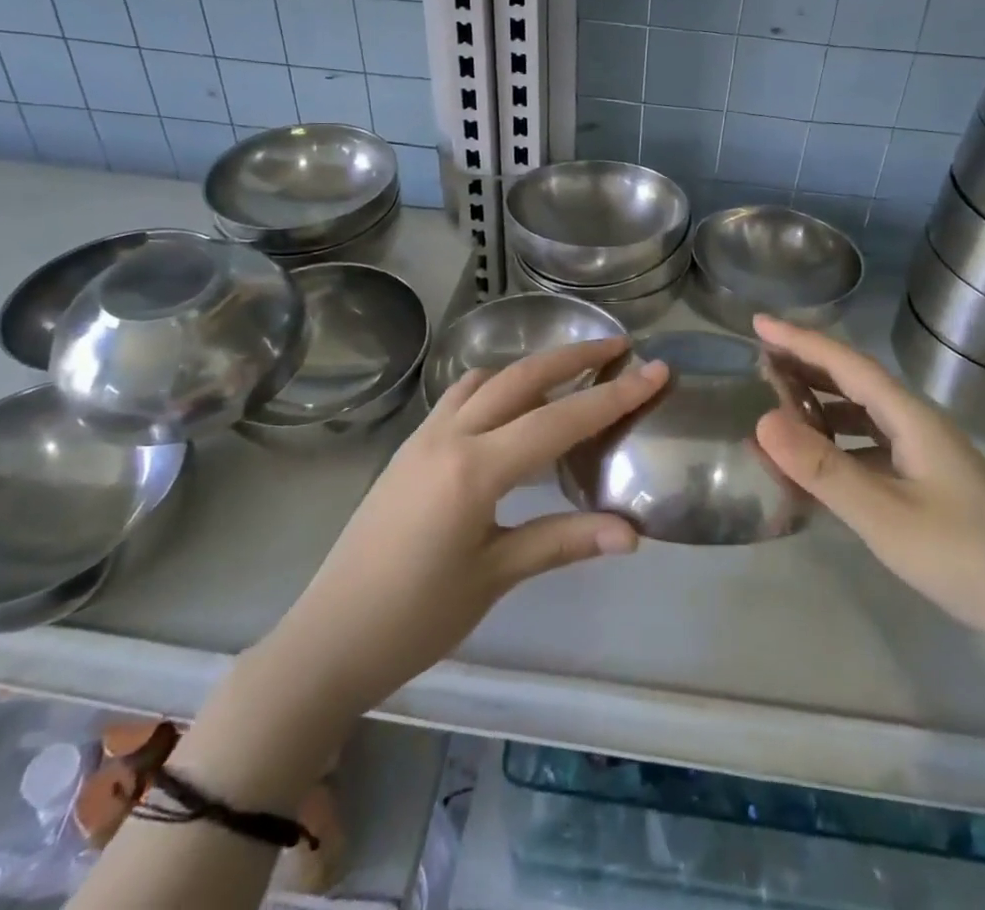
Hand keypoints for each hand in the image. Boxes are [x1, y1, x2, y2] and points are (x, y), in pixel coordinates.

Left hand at [274, 338, 668, 715]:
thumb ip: (563, 541)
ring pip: (488, 379)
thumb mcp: (495, 577)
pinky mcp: (409, 447)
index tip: (656, 370)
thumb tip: (632, 533)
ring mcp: (424, 436)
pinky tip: (512, 408)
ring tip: (571, 373)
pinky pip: (460, 396)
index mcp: (475, 469)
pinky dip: (496, 386)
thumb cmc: (414, 618)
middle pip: (523, 377)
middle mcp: (449, 435)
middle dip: (574, 356)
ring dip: (532, 367)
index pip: (560, 420)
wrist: (328, 640)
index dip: (614, 395)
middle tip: (619, 345)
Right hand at [752, 316, 984, 655]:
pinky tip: (815, 463)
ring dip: (819, 404)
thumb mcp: (886, 516)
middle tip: (758, 359)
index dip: (800, 340)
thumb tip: (761, 420)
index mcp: (912, 418)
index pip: (847, 363)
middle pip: (854, 381)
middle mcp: (917, 426)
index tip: (756, 323)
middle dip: (806, 365)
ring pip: (861, 415)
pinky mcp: (926, 485)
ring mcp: (925, 456)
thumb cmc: (967, 559)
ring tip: (776, 405)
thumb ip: (823, 469)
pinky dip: (836, 445)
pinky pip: (869, 448)